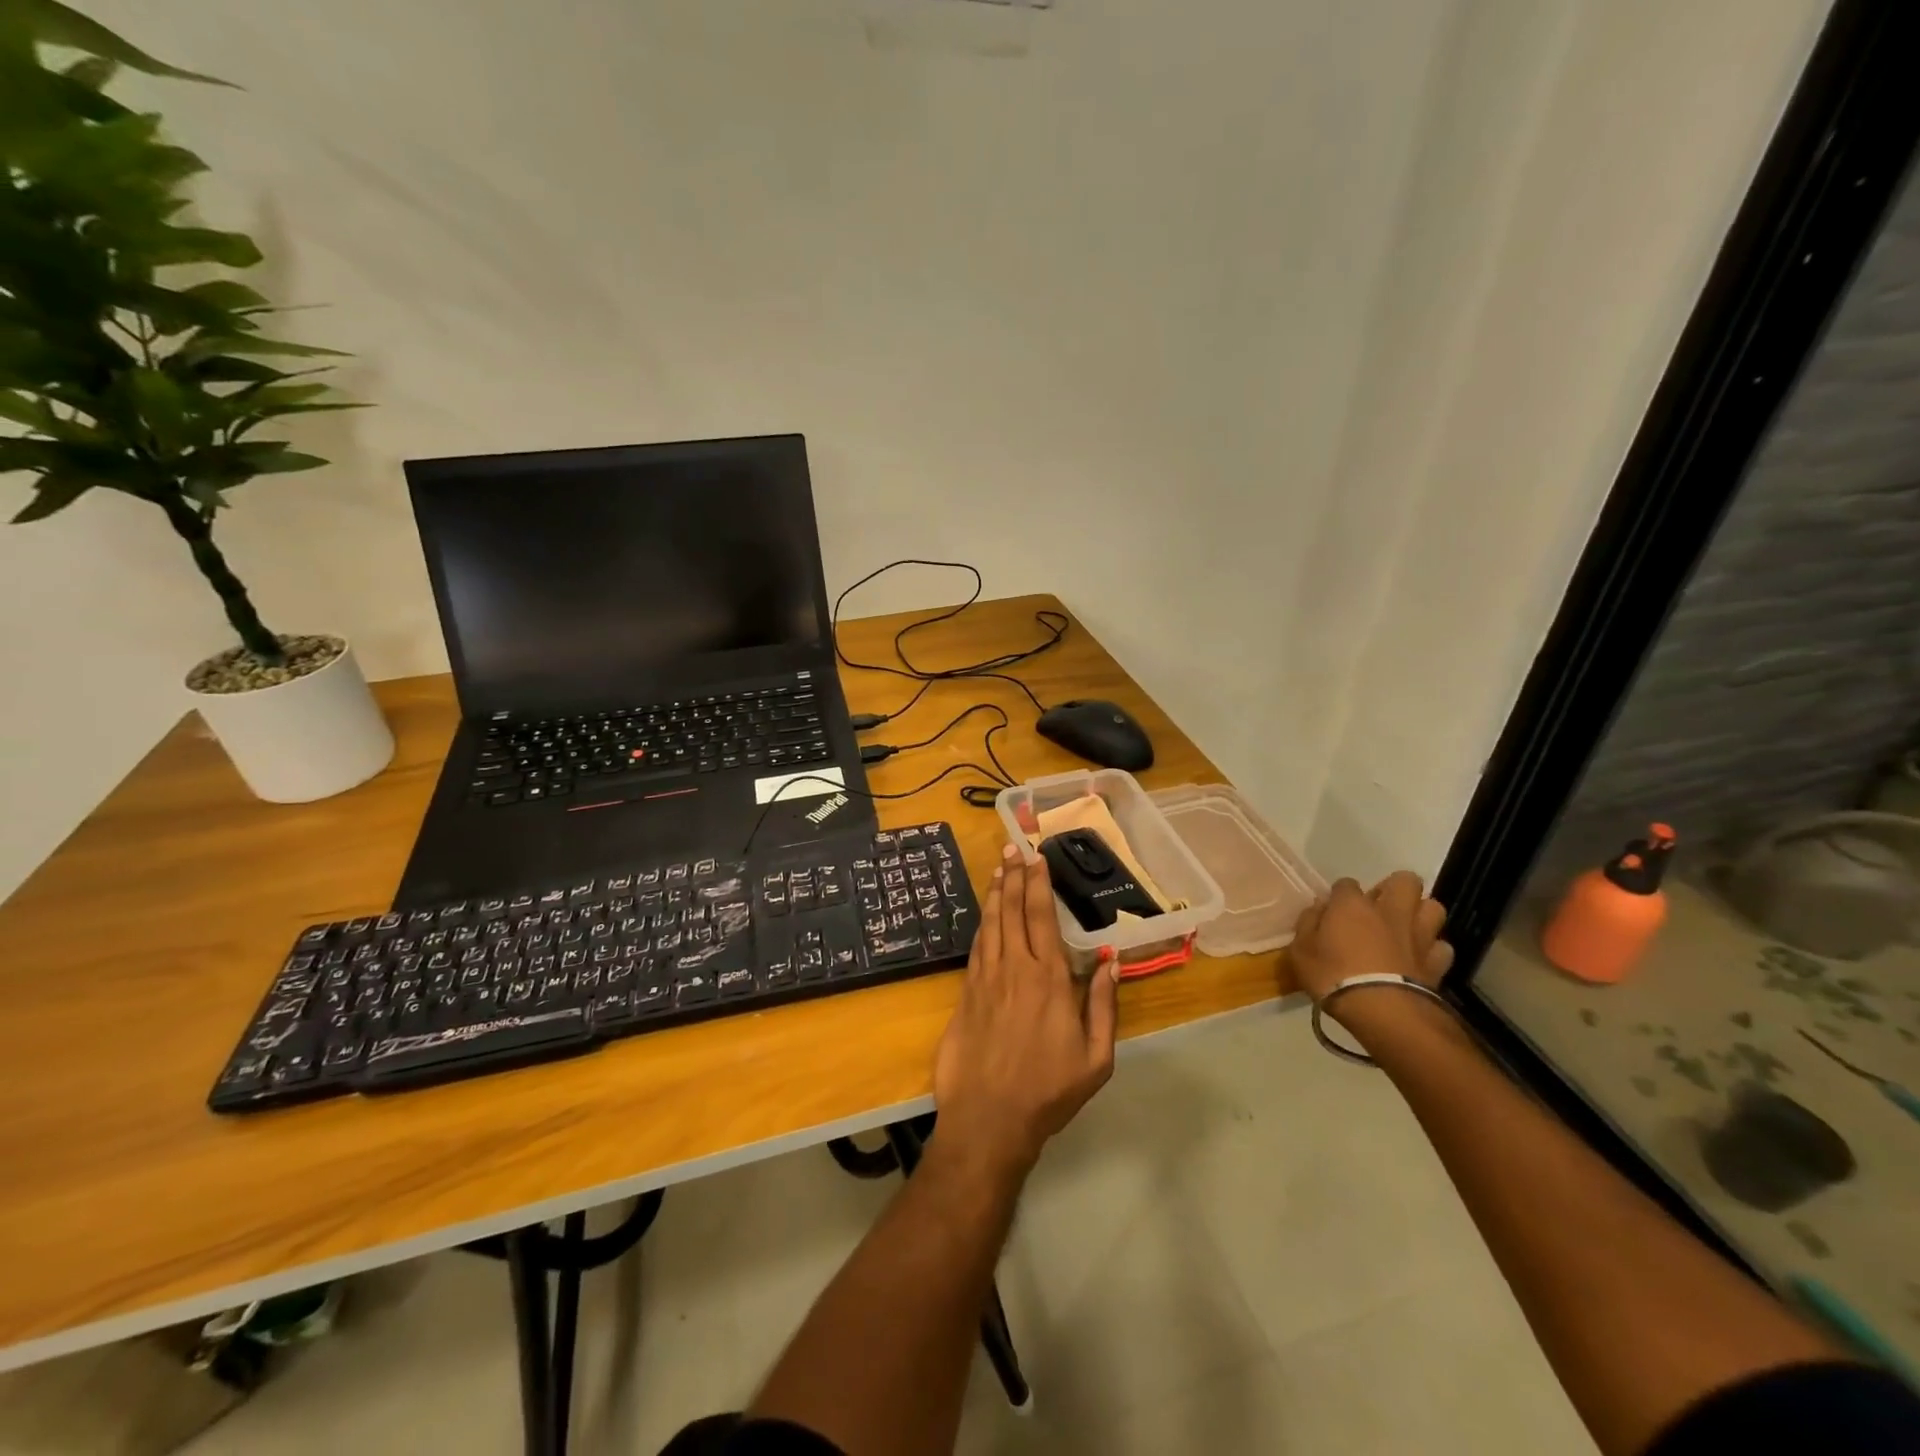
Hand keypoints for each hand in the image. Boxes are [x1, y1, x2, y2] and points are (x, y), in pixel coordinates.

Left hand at [932, 843, 1119, 1178]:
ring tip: (998, 868)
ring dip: (995, 893)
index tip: (1036, 858)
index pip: (1041, 918)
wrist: (988, 1119)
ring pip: (990, 924)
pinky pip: (976, 947)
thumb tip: (1109, 959)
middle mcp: (1014, 969)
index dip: (1038, 884)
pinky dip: (982, 923)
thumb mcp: (1095, 1058)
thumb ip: (1103, 1005)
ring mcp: (985, 979)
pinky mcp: (965, 994)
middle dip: (1014, 876)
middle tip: (1013, 848)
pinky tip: (985, 914)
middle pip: (1012, 911)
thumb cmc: (1048, 1091)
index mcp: (1048, 980)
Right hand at [1290, 872, 1452, 1006]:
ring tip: (1406, 927)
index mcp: (1352, 905)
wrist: (1382, 1011)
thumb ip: (1308, 924)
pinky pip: (1442, 946)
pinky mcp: (1437, 962)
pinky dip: (1433, 949)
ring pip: (1433, 907)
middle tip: (1380, 907)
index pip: (1346, 883)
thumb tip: (1319, 908)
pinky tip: (1421, 958)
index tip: (1334, 910)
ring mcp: (1418, 936)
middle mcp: (1389, 911)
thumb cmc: (1333, 976)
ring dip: (1421, 914)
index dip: (1340, 894)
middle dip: (1395, 887)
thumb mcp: (1299, 951)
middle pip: (1404, 881)